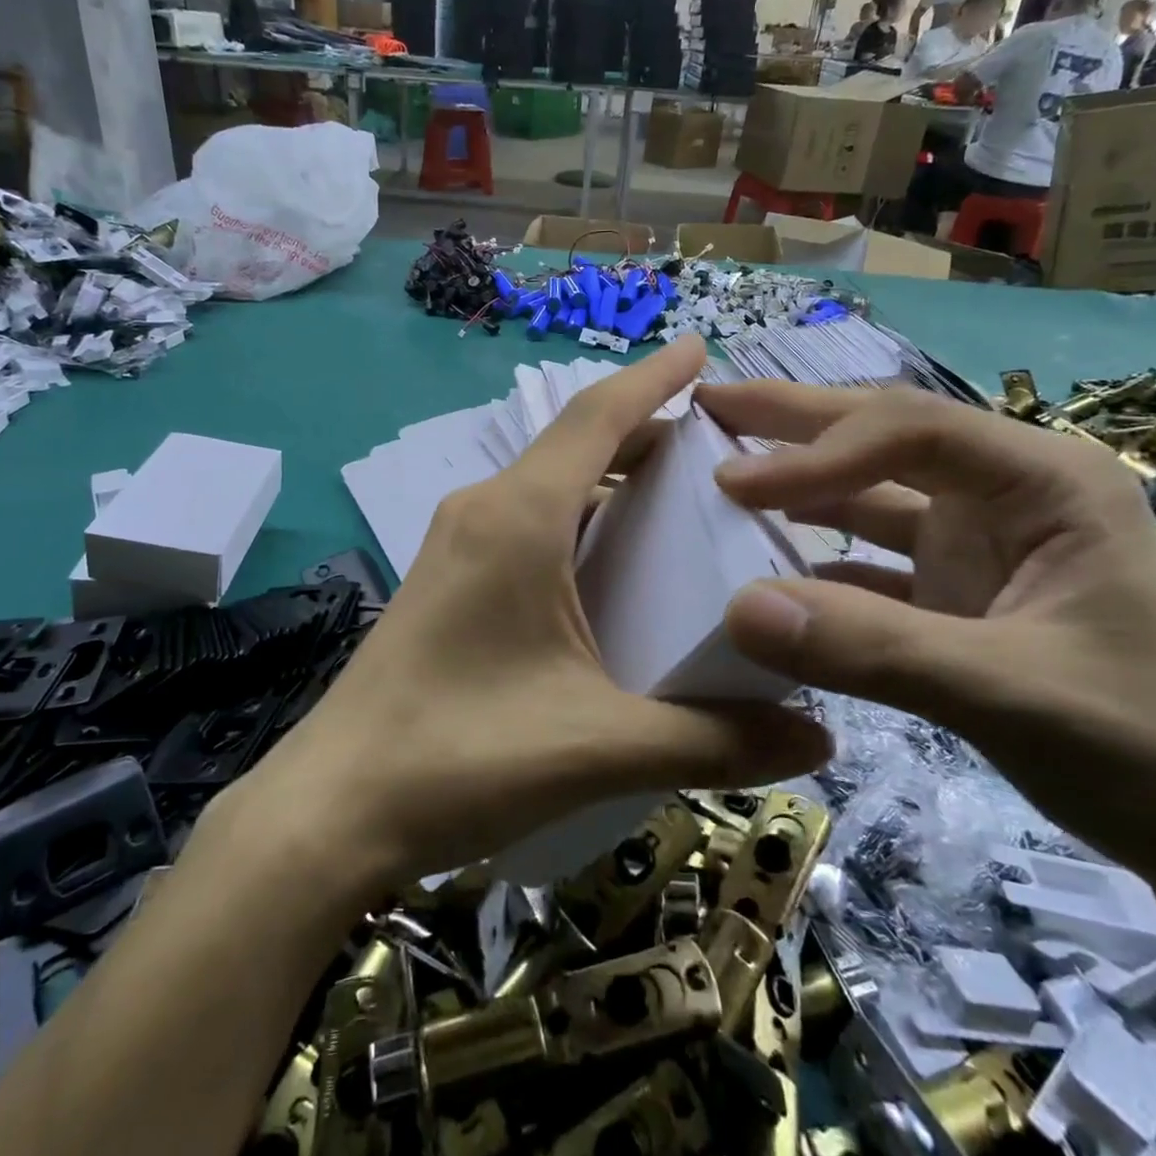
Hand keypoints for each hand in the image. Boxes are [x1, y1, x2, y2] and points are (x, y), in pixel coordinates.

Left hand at [246, 339, 832, 890]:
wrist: (335, 807)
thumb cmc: (462, 757)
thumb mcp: (601, 746)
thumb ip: (715, 739)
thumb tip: (820, 736)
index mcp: (519, 516)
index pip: (597, 416)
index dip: (654, 377)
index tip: (702, 349)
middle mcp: (483, 511)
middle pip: (576, 446)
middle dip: (646, 434)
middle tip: (720, 451)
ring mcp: (454, 544)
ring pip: (548, 485)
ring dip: (609, 480)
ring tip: (679, 504)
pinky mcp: (444, 581)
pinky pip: (525, 524)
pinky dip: (577, 521)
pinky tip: (611, 570)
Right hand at [699, 382, 1155, 903]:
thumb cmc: (1149, 747)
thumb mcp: (1011, 693)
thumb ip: (874, 648)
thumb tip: (737, 608)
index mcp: (1043, 482)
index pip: (910, 431)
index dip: (816, 451)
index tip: (733, 483)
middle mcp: (1005, 496)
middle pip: (884, 437)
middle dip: (795, 420)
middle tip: (710, 403)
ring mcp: (976, 547)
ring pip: (869, 495)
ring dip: (798, 484)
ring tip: (720, 468)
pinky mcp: (953, 596)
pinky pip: (866, 563)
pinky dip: (814, 560)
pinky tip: (762, 563)